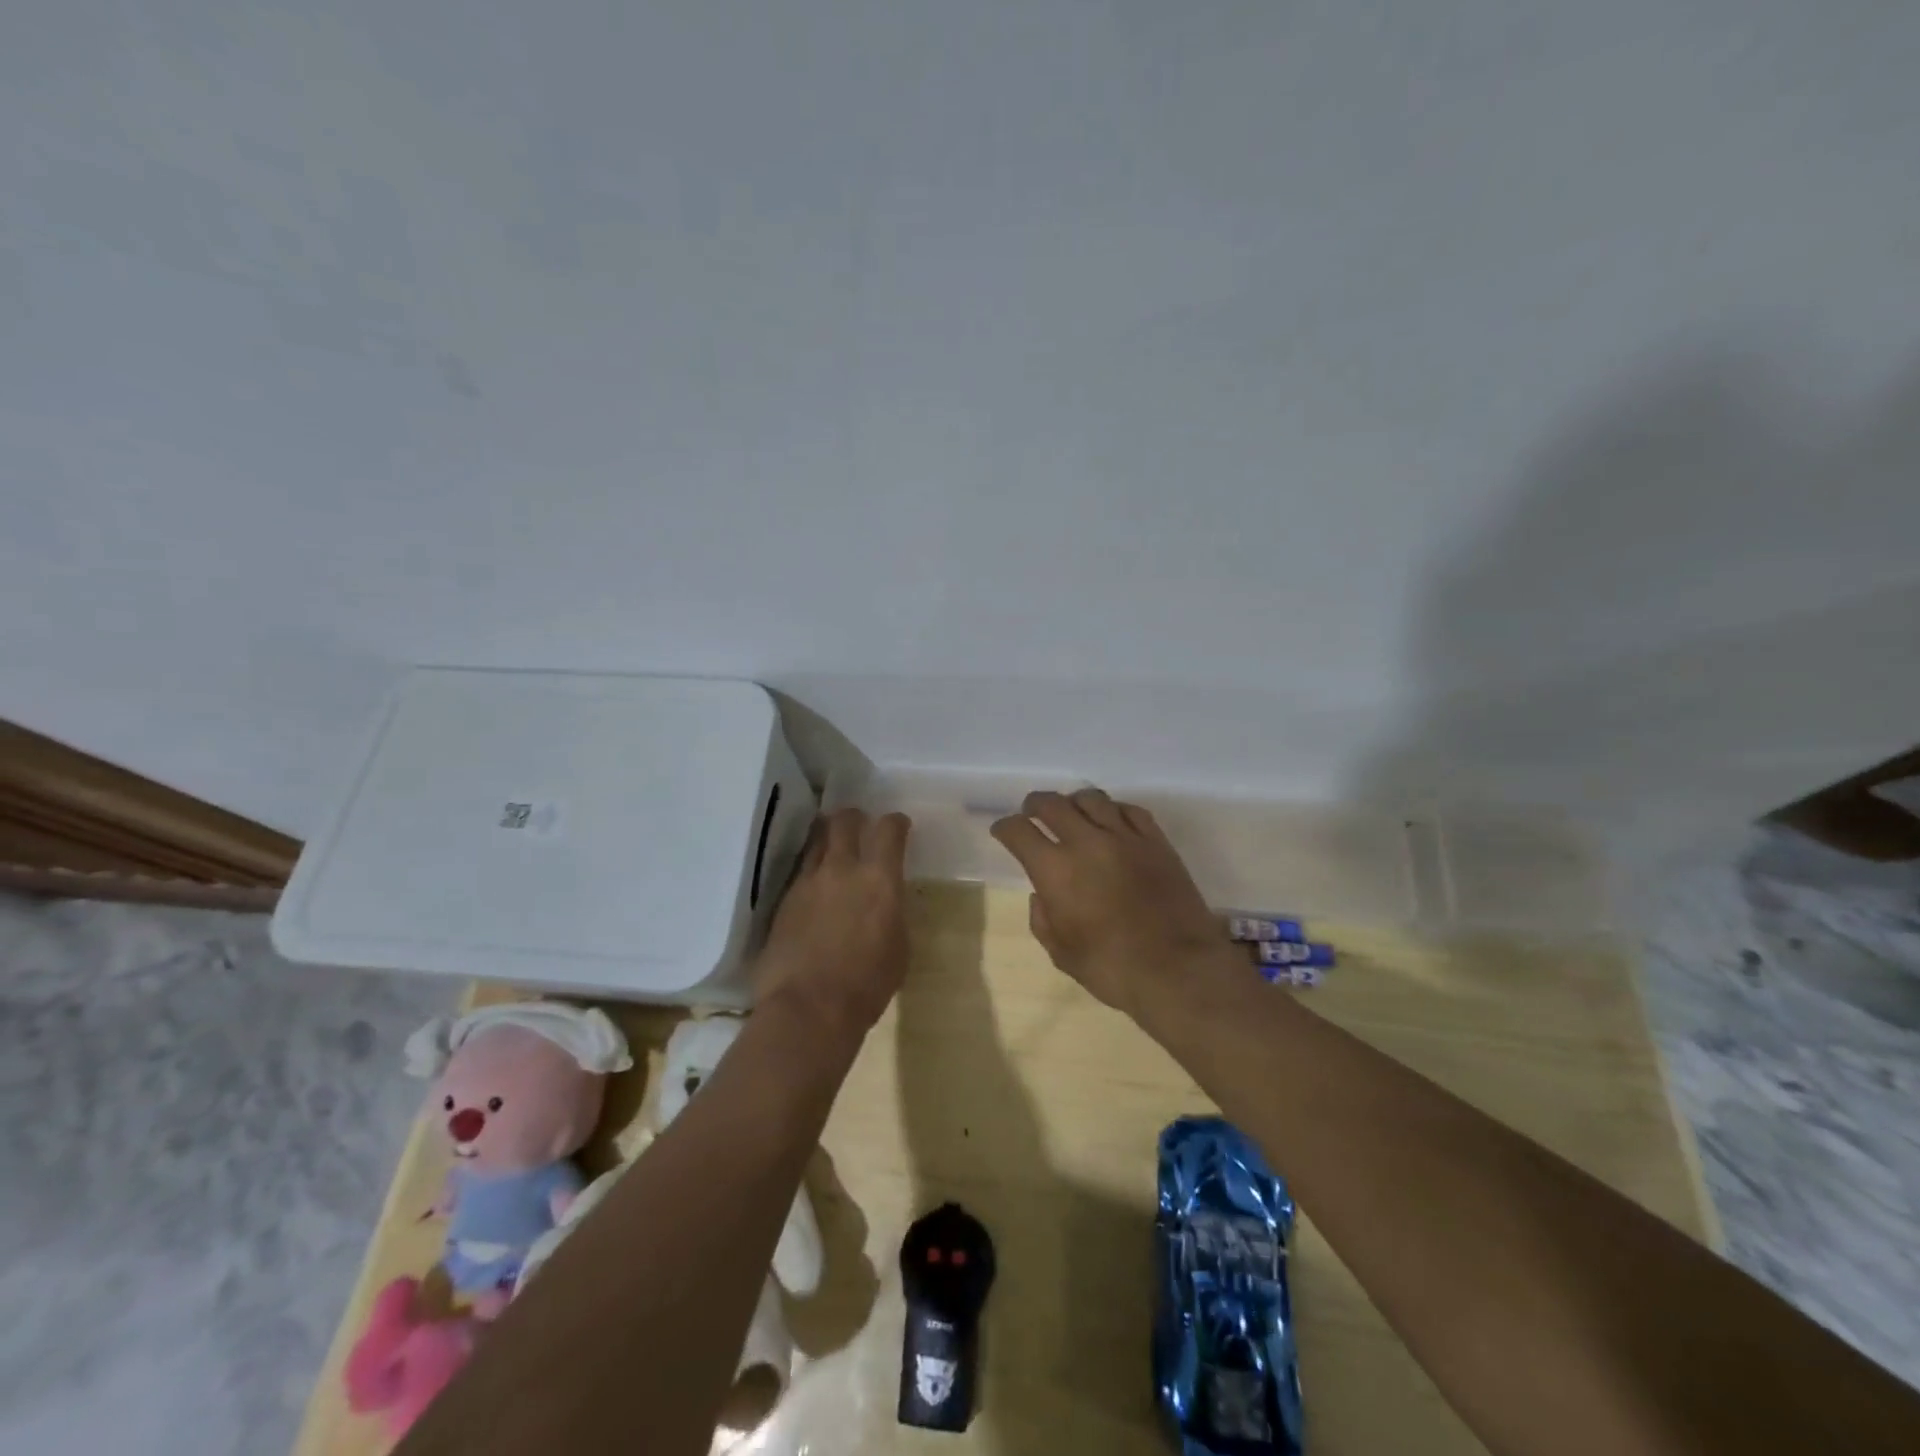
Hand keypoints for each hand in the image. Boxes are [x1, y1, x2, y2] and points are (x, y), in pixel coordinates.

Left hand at [756, 808, 912, 1035]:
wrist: (808, 1008)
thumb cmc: (867, 985)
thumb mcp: (899, 947)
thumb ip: (892, 912)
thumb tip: (885, 900)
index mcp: (879, 879)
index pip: (888, 829)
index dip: (895, 823)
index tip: (898, 826)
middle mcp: (841, 869)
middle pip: (844, 821)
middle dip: (854, 818)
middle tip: (859, 826)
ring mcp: (807, 882)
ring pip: (816, 840)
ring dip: (827, 837)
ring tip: (833, 848)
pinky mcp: (783, 901)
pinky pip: (800, 871)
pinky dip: (811, 869)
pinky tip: (815, 886)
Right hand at [991, 788, 1232, 1017]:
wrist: (1178, 970)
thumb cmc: (1112, 969)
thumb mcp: (1062, 953)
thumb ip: (1043, 919)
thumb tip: (1042, 895)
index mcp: (1055, 870)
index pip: (1018, 831)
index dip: (1005, 828)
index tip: (1002, 831)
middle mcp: (1086, 842)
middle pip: (1052, 804)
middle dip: (1034, 805)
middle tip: (1031, 813)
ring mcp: (1125, 837)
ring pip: (1091, 798)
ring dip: (1073, 802)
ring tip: (1071, 812)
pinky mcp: (1156, 841)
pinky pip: (1130, 809)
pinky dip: (1113, 810)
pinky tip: (1111, 819)